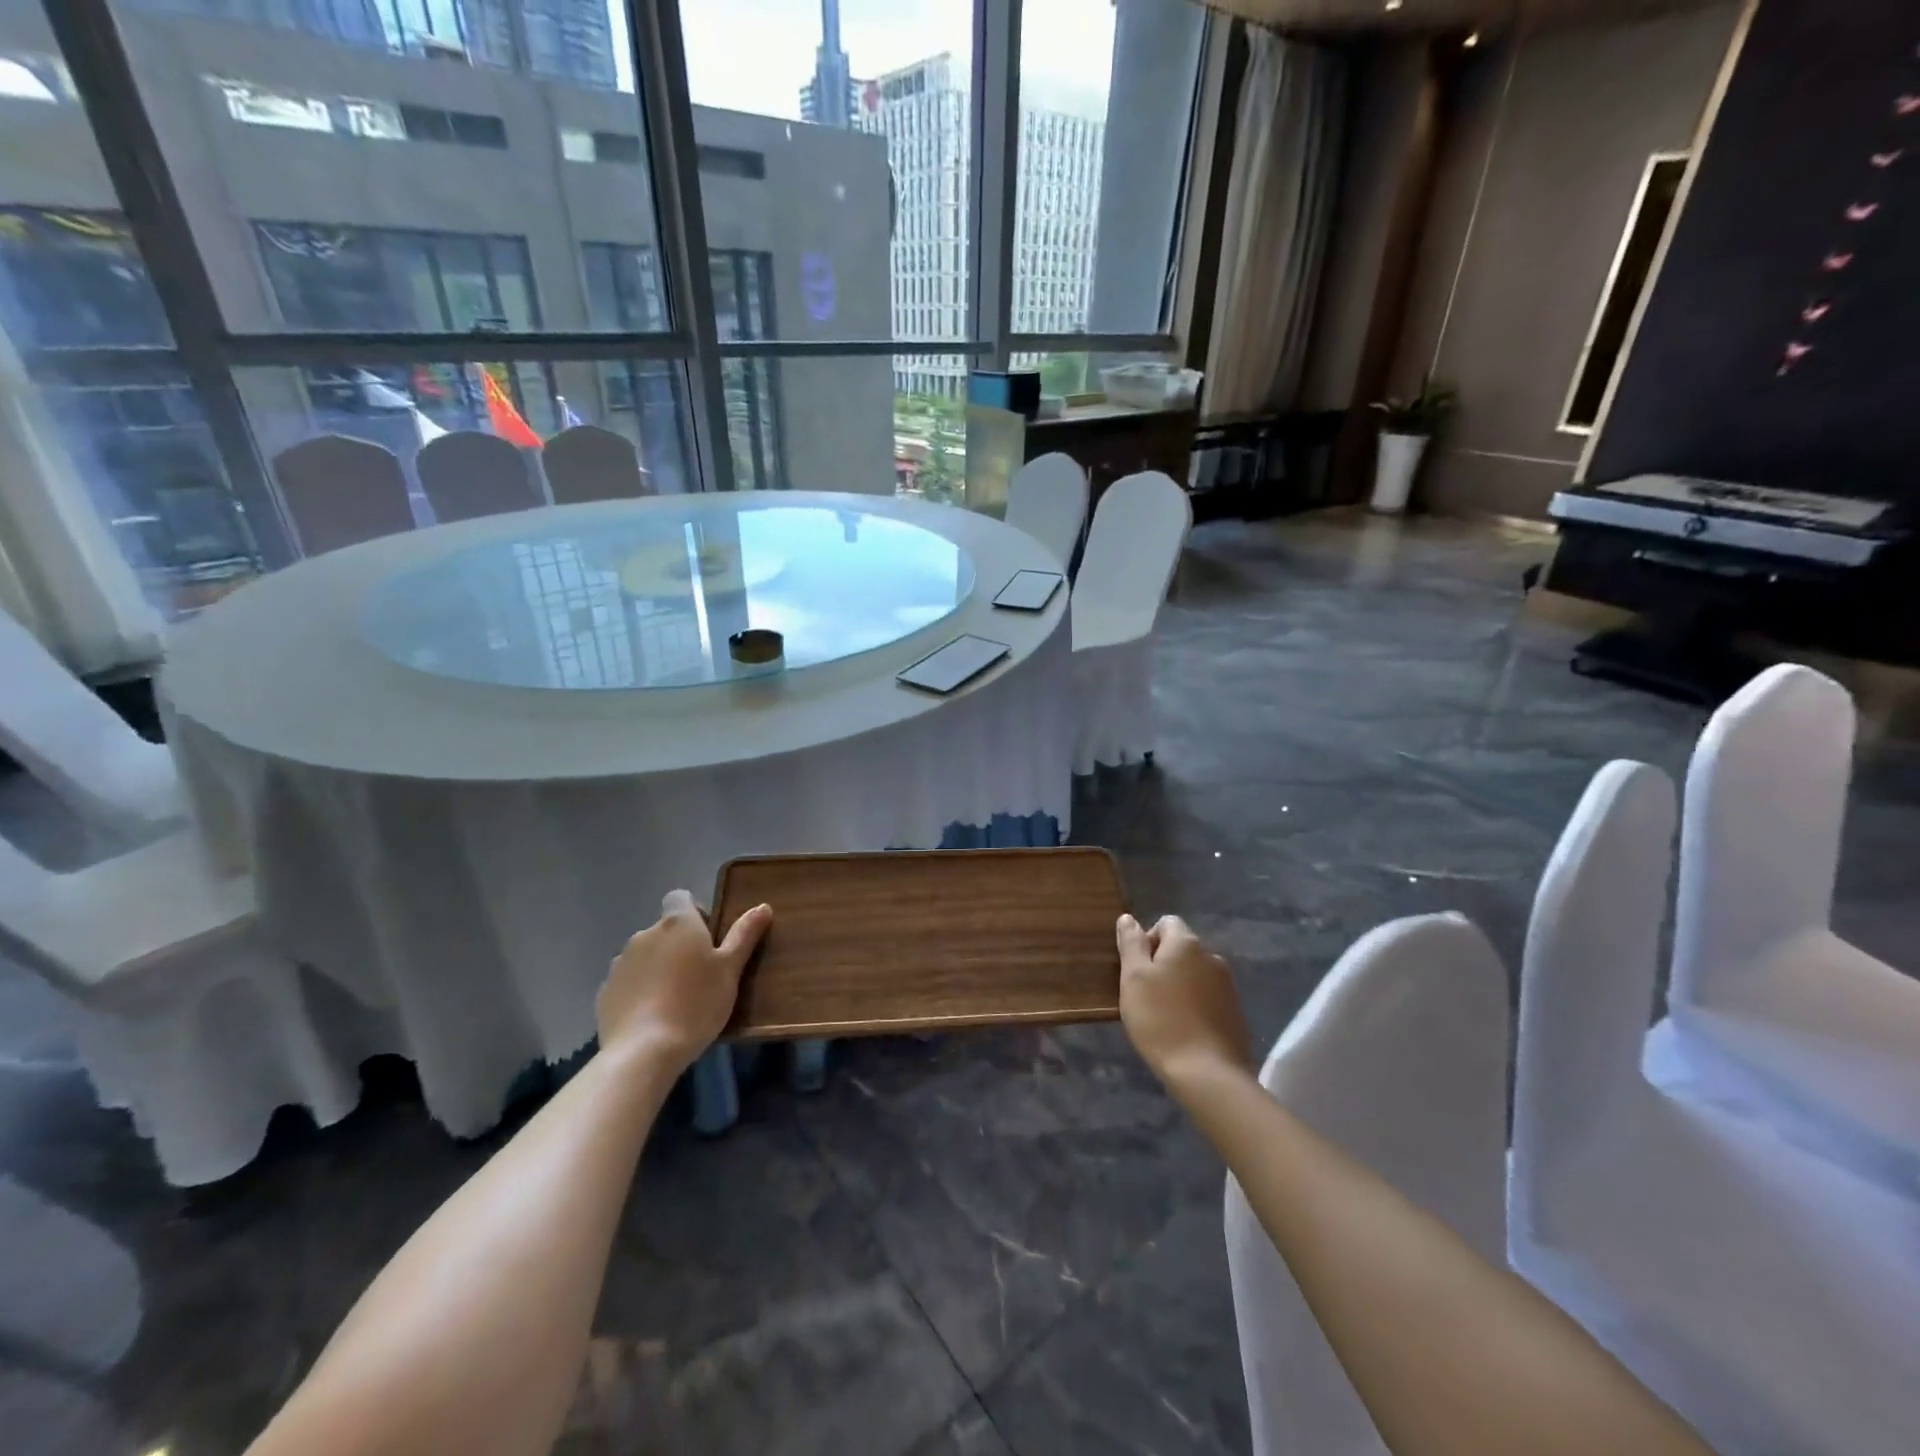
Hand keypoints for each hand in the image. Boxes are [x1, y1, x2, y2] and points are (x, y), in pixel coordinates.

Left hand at [596, 890, 770, 1072]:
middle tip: (699, 976)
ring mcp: (620, 963)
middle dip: (679, 946)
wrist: (643, 1052)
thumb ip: (744, 935)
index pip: (680, 898)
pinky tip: (652, 1017)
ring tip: (675, 1000)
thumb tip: (763, 906)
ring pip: (645, 956)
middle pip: (664, 930)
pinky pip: (628, 982)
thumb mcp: (730, 969)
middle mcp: (645, 934)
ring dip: (658, 968)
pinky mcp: (604, 992)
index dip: (695, 913)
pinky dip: (639, 991)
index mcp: (677, 923)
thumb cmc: (696, 1003)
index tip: (708, 939)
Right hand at [1117, 913, 1251, 1089]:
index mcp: (1186, 944)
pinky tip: (1185, 1030)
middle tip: (1145, 995)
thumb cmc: (1160, 1020)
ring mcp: (1228, 986)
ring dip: (1179, 986)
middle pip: (1182, 949)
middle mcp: (1212, 957)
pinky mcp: (1236, 1013)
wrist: (1207, 1073)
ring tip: (1164, 1016)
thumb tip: (1128, 918)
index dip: (1148, 940)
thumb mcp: (1133, 978)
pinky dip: (1195, 1006)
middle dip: (1163, 964)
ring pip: (1195, 975)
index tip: (1136, 970)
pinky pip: (1209, 998)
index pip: (1166, 923)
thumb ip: (1131, 944)